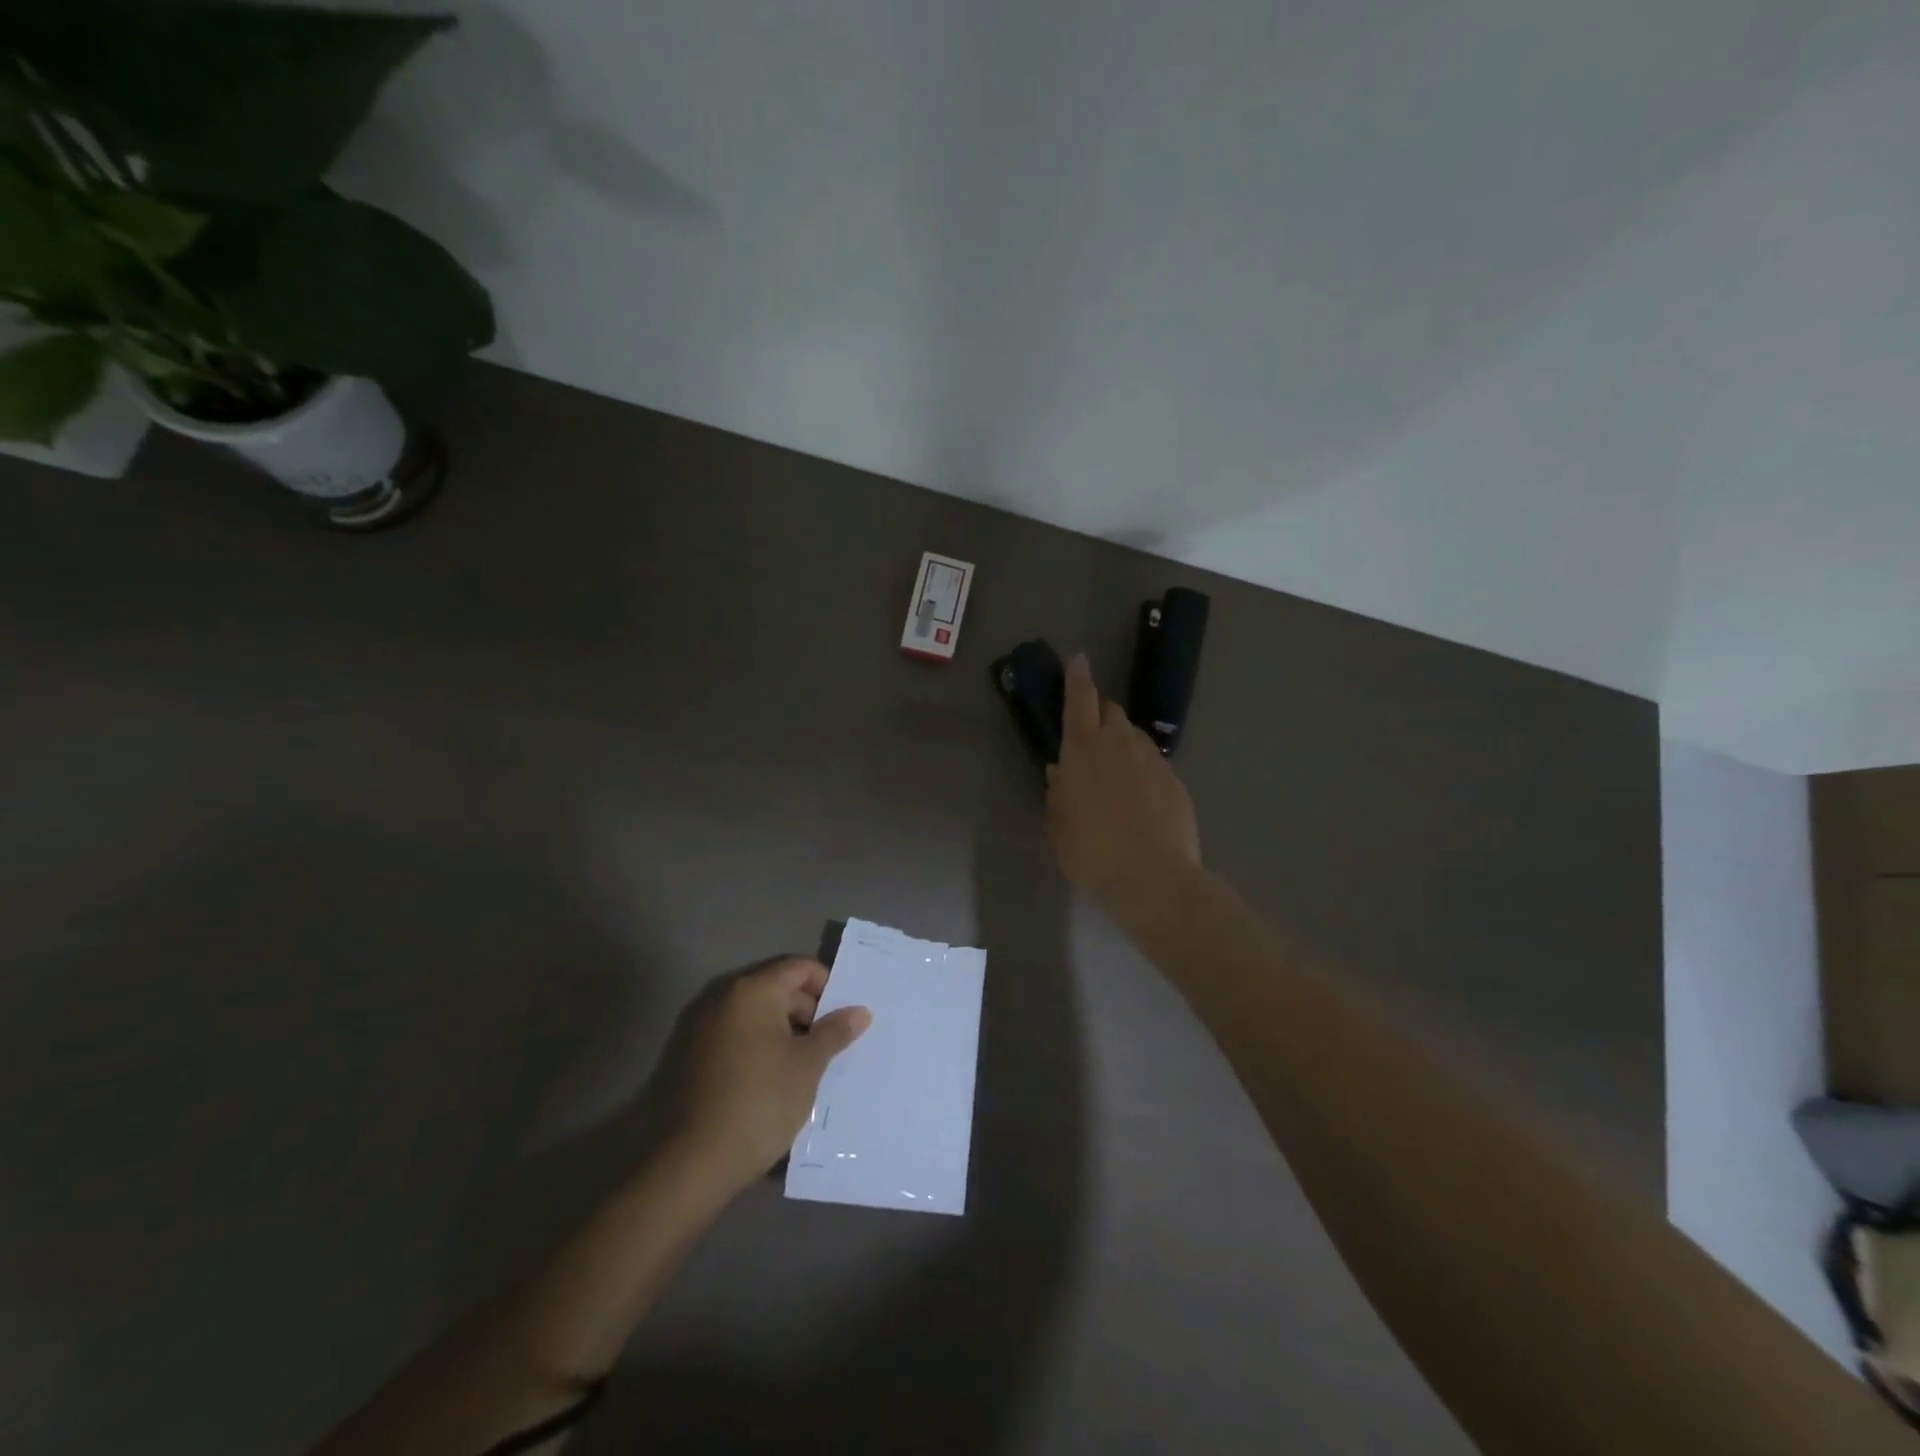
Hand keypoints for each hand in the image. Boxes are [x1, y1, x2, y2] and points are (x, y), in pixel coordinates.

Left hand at [672, 956, 871, 1195]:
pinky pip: (742, 1038)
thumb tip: (860, 1011)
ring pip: (761, 1016)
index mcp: (754, 991)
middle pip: (780, 989)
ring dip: (788, 1033)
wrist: (697, 1162)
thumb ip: (835, 1031)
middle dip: (810, 1013)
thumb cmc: (762, 1100)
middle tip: (833, 1046)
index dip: (828, 987)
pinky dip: (764, 1048)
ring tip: (811, 1066)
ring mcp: (708, 1028)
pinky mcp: (698, 1057)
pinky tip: (780, 1080)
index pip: (800, 967)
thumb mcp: (809, 1064)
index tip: (843, 1019)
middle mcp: (726, 999)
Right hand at [1047, 653, 1200, 899]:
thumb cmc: (1090, 850)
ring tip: (1116, 770)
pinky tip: (1139, 797)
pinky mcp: (1174, 781)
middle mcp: (1118, 744)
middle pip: (1111, 711)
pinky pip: (1153, 763)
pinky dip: (1142, 769)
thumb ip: (1058, 791)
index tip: (1079, 658)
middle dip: (1100, 712)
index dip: (1077, 677)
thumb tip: (1060, 770)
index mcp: (1082, 749)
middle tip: (1091, 730)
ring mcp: (1151, 760)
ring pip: (1134, 736)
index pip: (1079, 700)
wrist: (1152, 876)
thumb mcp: (1058, 824)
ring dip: (1122, 741)